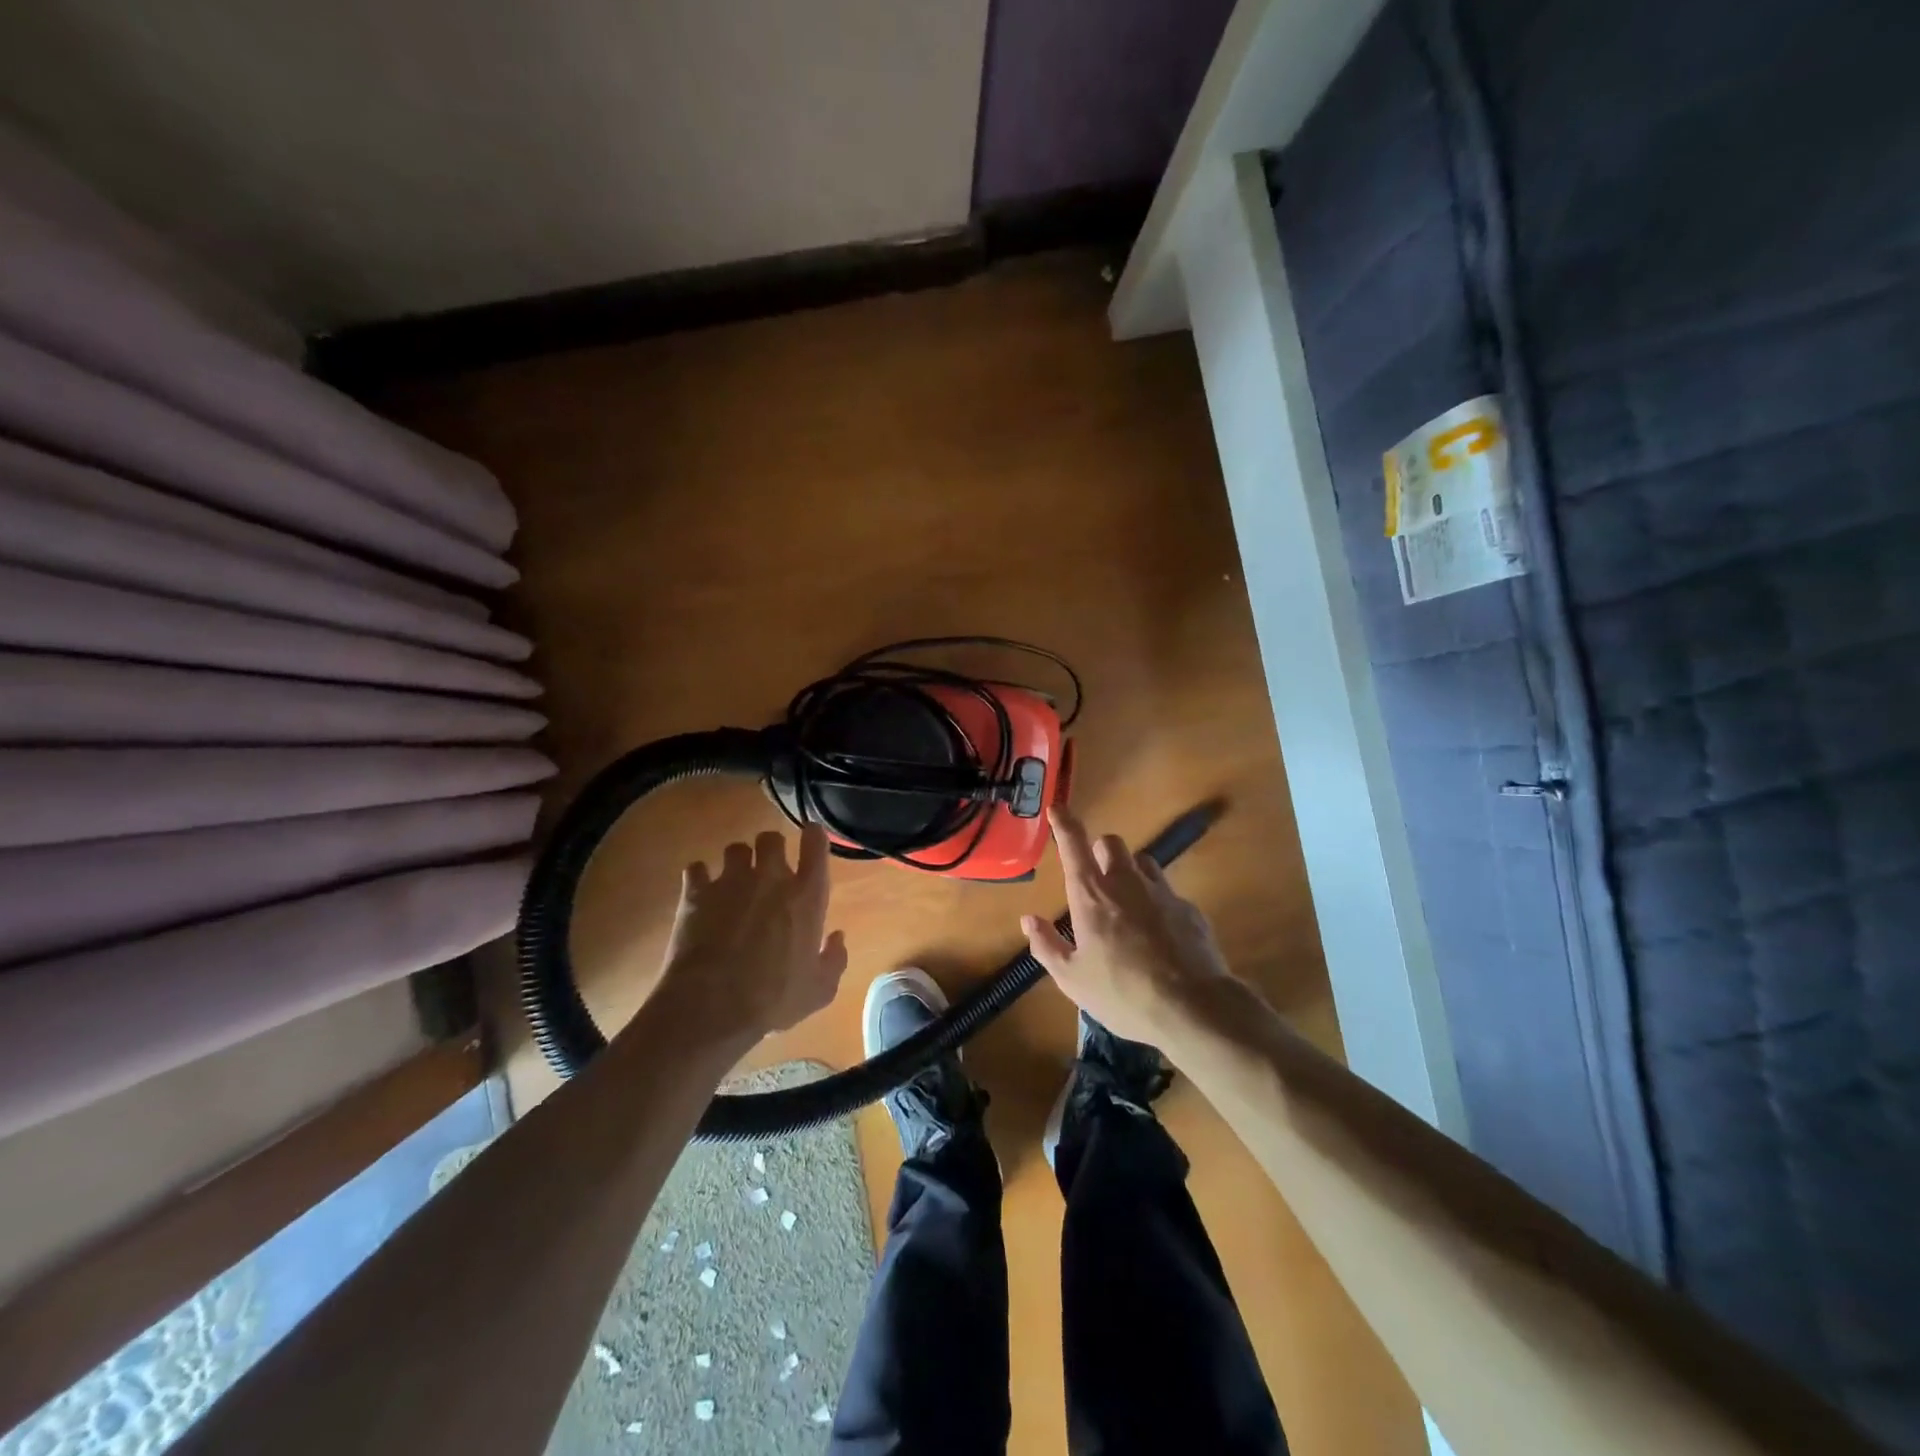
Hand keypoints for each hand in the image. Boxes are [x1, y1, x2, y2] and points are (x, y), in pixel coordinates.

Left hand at [653, 824, 848, 1048]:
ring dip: (736, 862)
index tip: (810, 837)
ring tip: (733, 882)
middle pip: (771, 838)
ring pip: (735, 848)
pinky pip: (697, 868)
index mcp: (806, 896)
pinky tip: (700, 894)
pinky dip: (700, 878)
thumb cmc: (773, 998)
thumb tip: (837, 937)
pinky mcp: (696, 892)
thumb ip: (834, 959)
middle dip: (770, 849)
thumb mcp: (819, 990)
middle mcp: (770, 877)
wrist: (712, 1006)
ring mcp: (730, 881)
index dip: (813, 836)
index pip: (815, 845)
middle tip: (767, 869)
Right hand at [1022, 805, 1232, 1044]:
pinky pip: (1168, 893)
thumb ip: (1047, 945)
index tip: (1057, 808)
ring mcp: (1162, 892)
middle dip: (1100, 851)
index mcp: (1092, 895)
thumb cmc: (1122, 994)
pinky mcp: (1190, 909)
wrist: (1193, 1008)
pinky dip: (1158, 903)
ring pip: (1143, 862)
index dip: (1063, 823)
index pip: (1073, 845)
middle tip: (1096, 877)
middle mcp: (1127, 883)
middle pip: (1111, 843)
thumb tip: (1028, 920)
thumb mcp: (1073, 979)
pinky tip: (1159, 935)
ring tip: (1128, 904)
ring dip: (1131, 872)